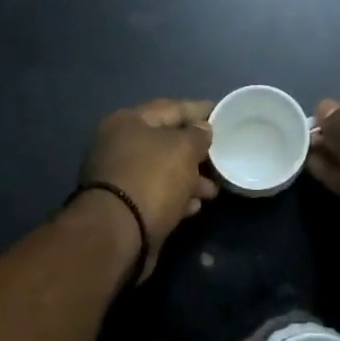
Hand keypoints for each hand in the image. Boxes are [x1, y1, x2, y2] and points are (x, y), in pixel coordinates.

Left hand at [78, 99, 219, 281]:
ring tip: (213, 190)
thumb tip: (202, 130)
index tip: (221, 113)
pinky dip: (176, 198)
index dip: (198, 110)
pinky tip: (195, 206)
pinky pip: (156, 195)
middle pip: (164, 142)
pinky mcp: (124, 207)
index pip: (170, 108)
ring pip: (162, 172)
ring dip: (189, 179)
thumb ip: (197, 136)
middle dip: (195, 152)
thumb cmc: (152, 178)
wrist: (119, 232)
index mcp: (127, 122)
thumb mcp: (183, 149)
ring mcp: (119, 178)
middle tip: (221, 157)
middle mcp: (118, 146)